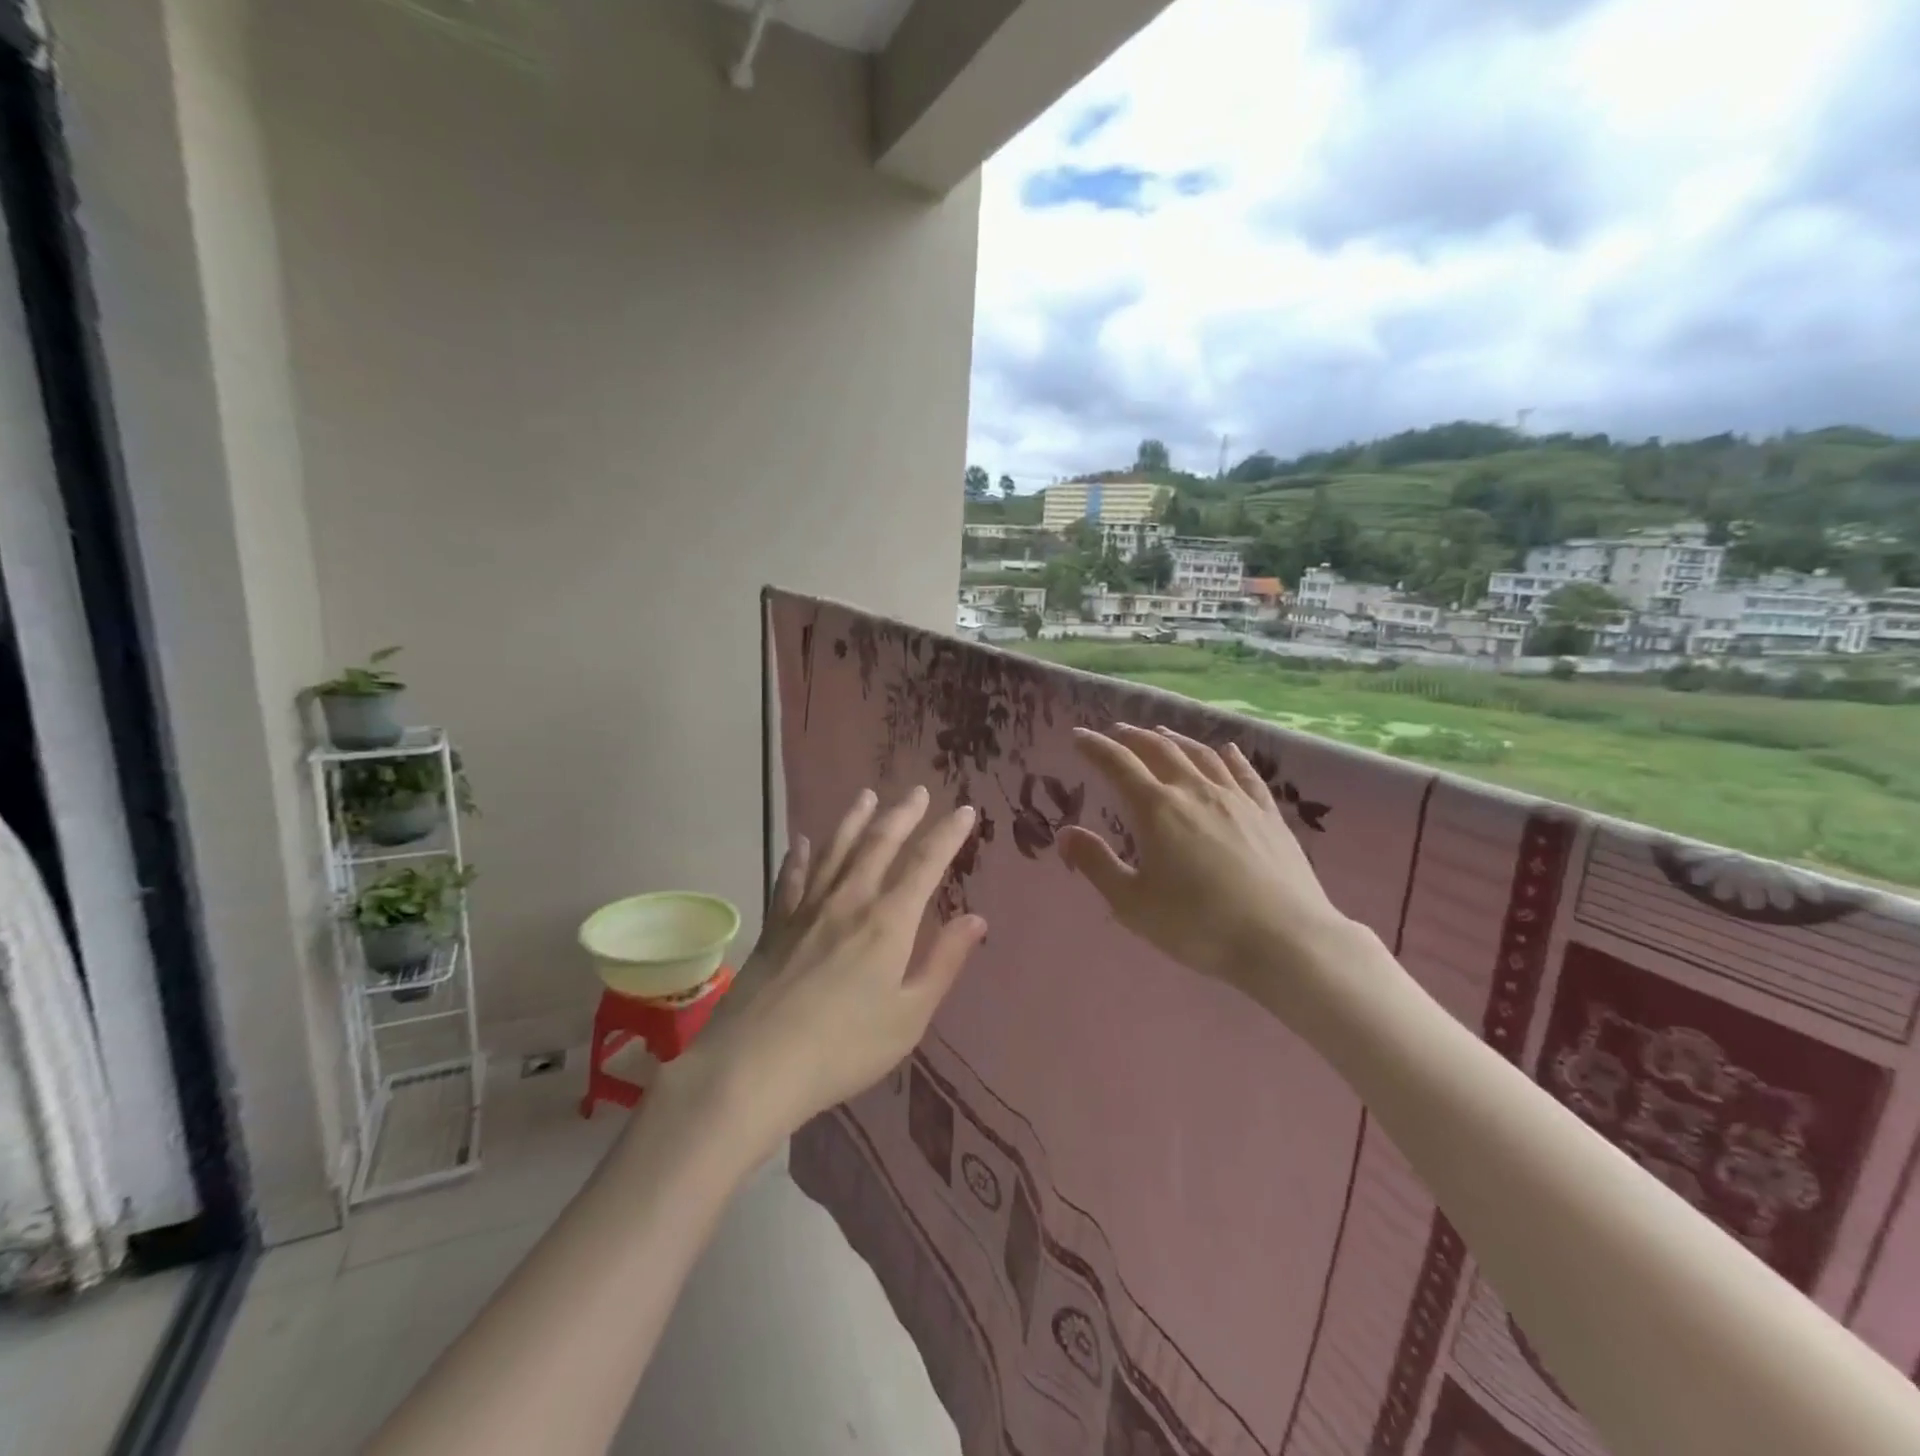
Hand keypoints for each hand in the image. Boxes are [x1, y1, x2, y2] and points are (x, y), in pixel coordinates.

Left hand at [684, 786, 986, 1149]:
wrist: (755, 1065)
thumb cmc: (844, 1048)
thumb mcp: (909, 1015)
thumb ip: (943, 962)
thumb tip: (976, 919)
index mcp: (888, 922)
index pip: (925, 864)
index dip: (947, 834)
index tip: (965, 810)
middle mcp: (849, 901)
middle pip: (879, 844)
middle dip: (902, 815)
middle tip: (917, 791)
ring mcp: (808, 908)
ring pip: (836, 850)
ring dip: (854, 820)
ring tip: (866, 796)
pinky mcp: (776, 923)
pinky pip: (791, 877)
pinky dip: (799, 855)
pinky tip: (800, 841)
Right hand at [1058, 724, 1364, 1014]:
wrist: (1284, 940)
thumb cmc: (1198, 925)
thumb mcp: (1132, 903)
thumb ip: (1096, 864)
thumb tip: (1065, 833)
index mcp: (1157, 810)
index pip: (1118, 765)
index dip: (1096, 748)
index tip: (1079, 736)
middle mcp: (1195, 791)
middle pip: (1160, 751)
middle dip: (1134, 738)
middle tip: (1117, 731)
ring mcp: (1236, 799)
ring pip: (1202, 755)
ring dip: (1176, 740)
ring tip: (1161, 733)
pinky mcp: (1268, 814)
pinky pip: (1245, 774)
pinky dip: (1230, 756)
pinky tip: (1227, 750)